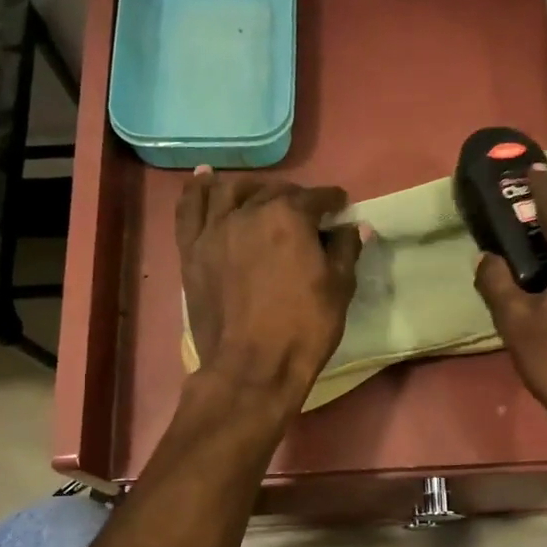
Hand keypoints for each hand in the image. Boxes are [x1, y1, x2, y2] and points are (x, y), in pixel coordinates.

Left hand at [177, 169, 361, 411]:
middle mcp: (249, 212)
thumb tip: (356, 227)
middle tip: (307, 213)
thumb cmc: (304, 328)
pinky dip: (198, 190)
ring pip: (231, 192)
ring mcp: (215, 230)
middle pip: (275, 192)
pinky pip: (190, 209)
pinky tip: (206, 179)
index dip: (333, 201)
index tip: (341, 207)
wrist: (251, 368)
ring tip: (261, 195)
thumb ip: (346, 250)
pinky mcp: (192, 250)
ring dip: (251, 188)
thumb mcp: (339, 289)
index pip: (317, 198)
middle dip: (295, 198)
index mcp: (289, 217)